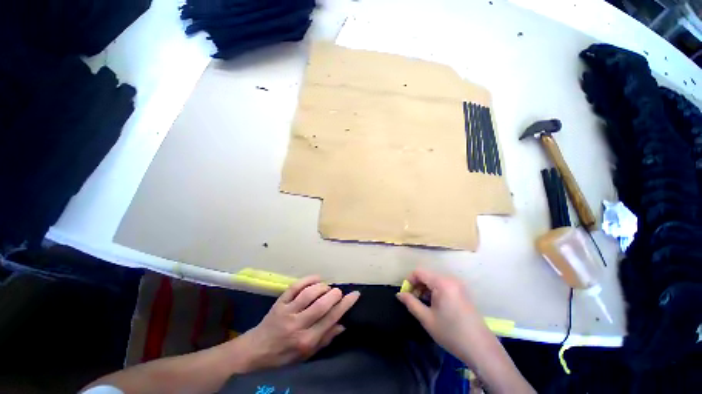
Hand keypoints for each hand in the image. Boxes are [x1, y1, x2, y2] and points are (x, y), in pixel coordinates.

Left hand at [237, 276, 359, 370]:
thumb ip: (326, 339)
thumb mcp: (307, 355)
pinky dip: (308, 279)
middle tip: (339, 292)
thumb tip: (343, 324)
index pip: (331, 319)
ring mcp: (287, 311)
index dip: (345, 305)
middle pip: (321, 304)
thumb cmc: (284, 355)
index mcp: (307, 340)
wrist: (256, 350)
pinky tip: (317, 278)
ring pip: (309, 293)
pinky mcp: (280, 302)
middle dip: (334, 295)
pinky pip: (296, 287)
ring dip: (322, 287)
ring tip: (327, 287)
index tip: (355, 295)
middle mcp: (298, 325)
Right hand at [396, 269, 493, 363]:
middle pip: (427, 275)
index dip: (409, 281)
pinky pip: (444, 286)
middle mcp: (450, 279)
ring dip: (426, 289)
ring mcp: (458, 285)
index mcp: (442, 282)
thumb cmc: (451, 333)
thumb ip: (411, 303)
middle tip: (413, 301)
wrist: (481, 348)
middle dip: (417, 286)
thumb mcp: (427, 319)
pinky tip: (435, 306)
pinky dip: (435, 292)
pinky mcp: (463, 292)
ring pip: (435, 281)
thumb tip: (399, 294)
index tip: (406, 294)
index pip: (419, 272)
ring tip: (423, 305)